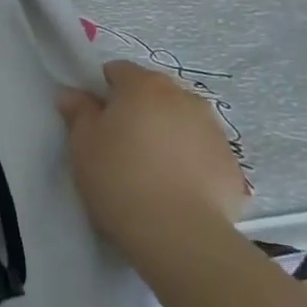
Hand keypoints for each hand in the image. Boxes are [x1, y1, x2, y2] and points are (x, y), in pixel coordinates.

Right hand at [57, 61, 248, 260]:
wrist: (179, 235)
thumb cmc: (119, 179)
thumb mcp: (82, 144)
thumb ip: (78, 112)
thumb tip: (73, 94)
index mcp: (144, 85)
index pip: (118, 71)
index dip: (103, 91)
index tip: (95, 119)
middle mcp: (184, 97)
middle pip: (154, 94)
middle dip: (139, 111)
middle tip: (122, 146)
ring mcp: (215, 130)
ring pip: (183, 122)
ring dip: (168, 134)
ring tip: (153, 172)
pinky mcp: (233, 165)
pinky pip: (204, 154)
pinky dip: (191, 163)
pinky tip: (178, 192)